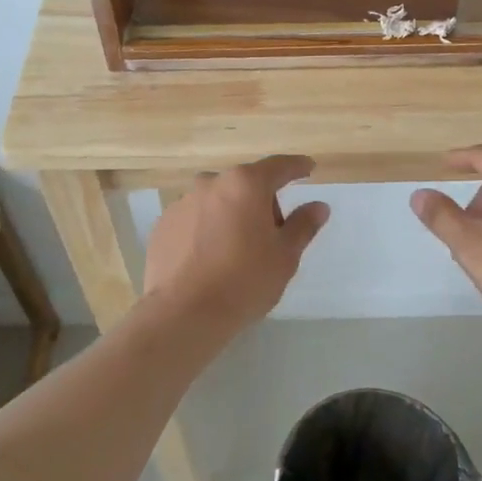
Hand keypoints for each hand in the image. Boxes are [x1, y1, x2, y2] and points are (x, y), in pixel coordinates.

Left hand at [144, 155, 329, 333]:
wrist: (183, 314)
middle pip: (246, 184)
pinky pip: (194, 219)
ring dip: (232, 215)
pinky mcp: (162, 225)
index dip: (297, 167)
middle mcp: (211, 183)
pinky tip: (209, 260)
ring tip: (236, 251)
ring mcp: (182, 202)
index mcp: (246, 184)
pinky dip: (206, 230)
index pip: (279, 166)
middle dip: (262, 202)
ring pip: (217, 201)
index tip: (308, 168)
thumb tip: (318, 206)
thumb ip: (303, 225)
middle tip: (272, 235)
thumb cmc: (244, 281)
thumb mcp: (285, 256)